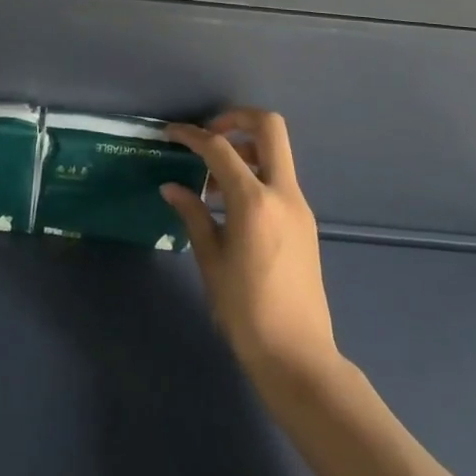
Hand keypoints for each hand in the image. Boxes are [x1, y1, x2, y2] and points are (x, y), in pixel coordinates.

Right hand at [162, 109, 338, 384]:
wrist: (298, 356)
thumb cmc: (245, 310)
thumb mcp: (210, 260)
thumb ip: (193, 215)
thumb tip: (172, 186)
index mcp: (255, 201)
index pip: (220, 148)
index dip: (192, 135)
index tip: (171, 134)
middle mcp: (283, 193)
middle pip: (269, 127)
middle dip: (236, 118)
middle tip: (208, 136)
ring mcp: (299, 206)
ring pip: (276, 152)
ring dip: (245, 149)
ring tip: (212, 180)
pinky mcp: (305, 222)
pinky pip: (279, 180)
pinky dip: (255, 175)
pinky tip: (230, 206)